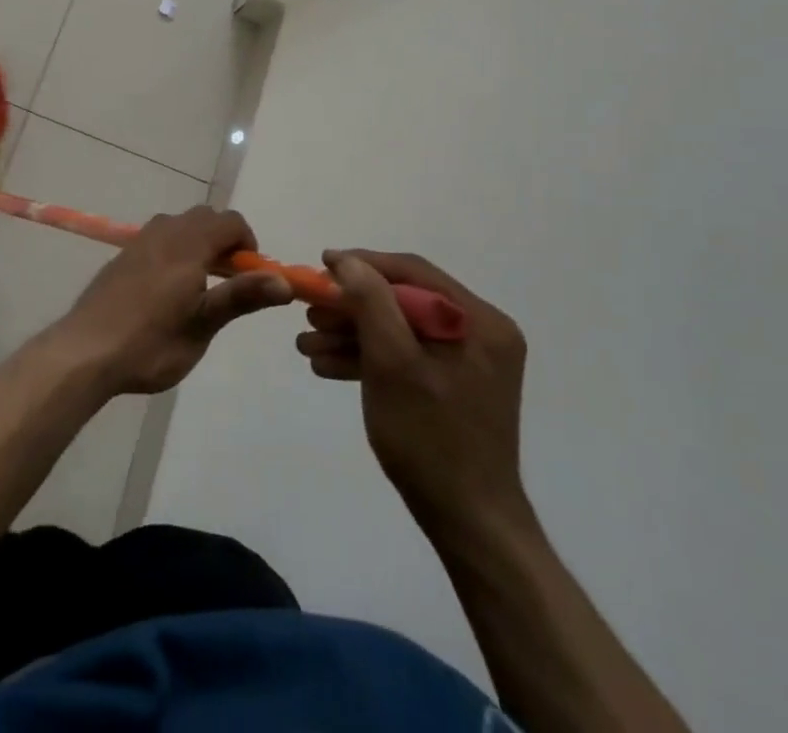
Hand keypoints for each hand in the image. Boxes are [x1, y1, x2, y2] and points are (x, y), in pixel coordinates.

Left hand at [53, 206, 292, 395]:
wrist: (85, 351)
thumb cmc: (150, 343)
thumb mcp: (202, 326)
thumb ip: (241, 297)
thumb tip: (285, 281)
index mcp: (188, 245)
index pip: (230, 222)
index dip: (248, 243)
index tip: (249, 276)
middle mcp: (164, 232)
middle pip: (205, 217)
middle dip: (223, 240)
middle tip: (226, 281)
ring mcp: (140, 241)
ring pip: (179, 224)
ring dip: (198, 242)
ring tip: (198, 285)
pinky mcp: (122, 255)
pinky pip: (159, 237)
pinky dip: (174, 249)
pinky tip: (166, 290)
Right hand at [298, 251, 531, 535]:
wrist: (470, 526)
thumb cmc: (430, 439)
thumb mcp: (391, 363)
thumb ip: (370, 303)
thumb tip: (347, 261)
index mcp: (479, 320)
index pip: (412, 272)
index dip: (362, 264)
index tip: (320, 265)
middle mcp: (481, 332)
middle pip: (403, 301)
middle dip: (351, 307)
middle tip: (308, 312)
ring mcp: (470, 361)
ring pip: (401, 330)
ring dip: (353, 335)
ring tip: (306, 345)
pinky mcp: (456, 385)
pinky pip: (409, 357)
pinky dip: (371, 359)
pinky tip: (327, 366)